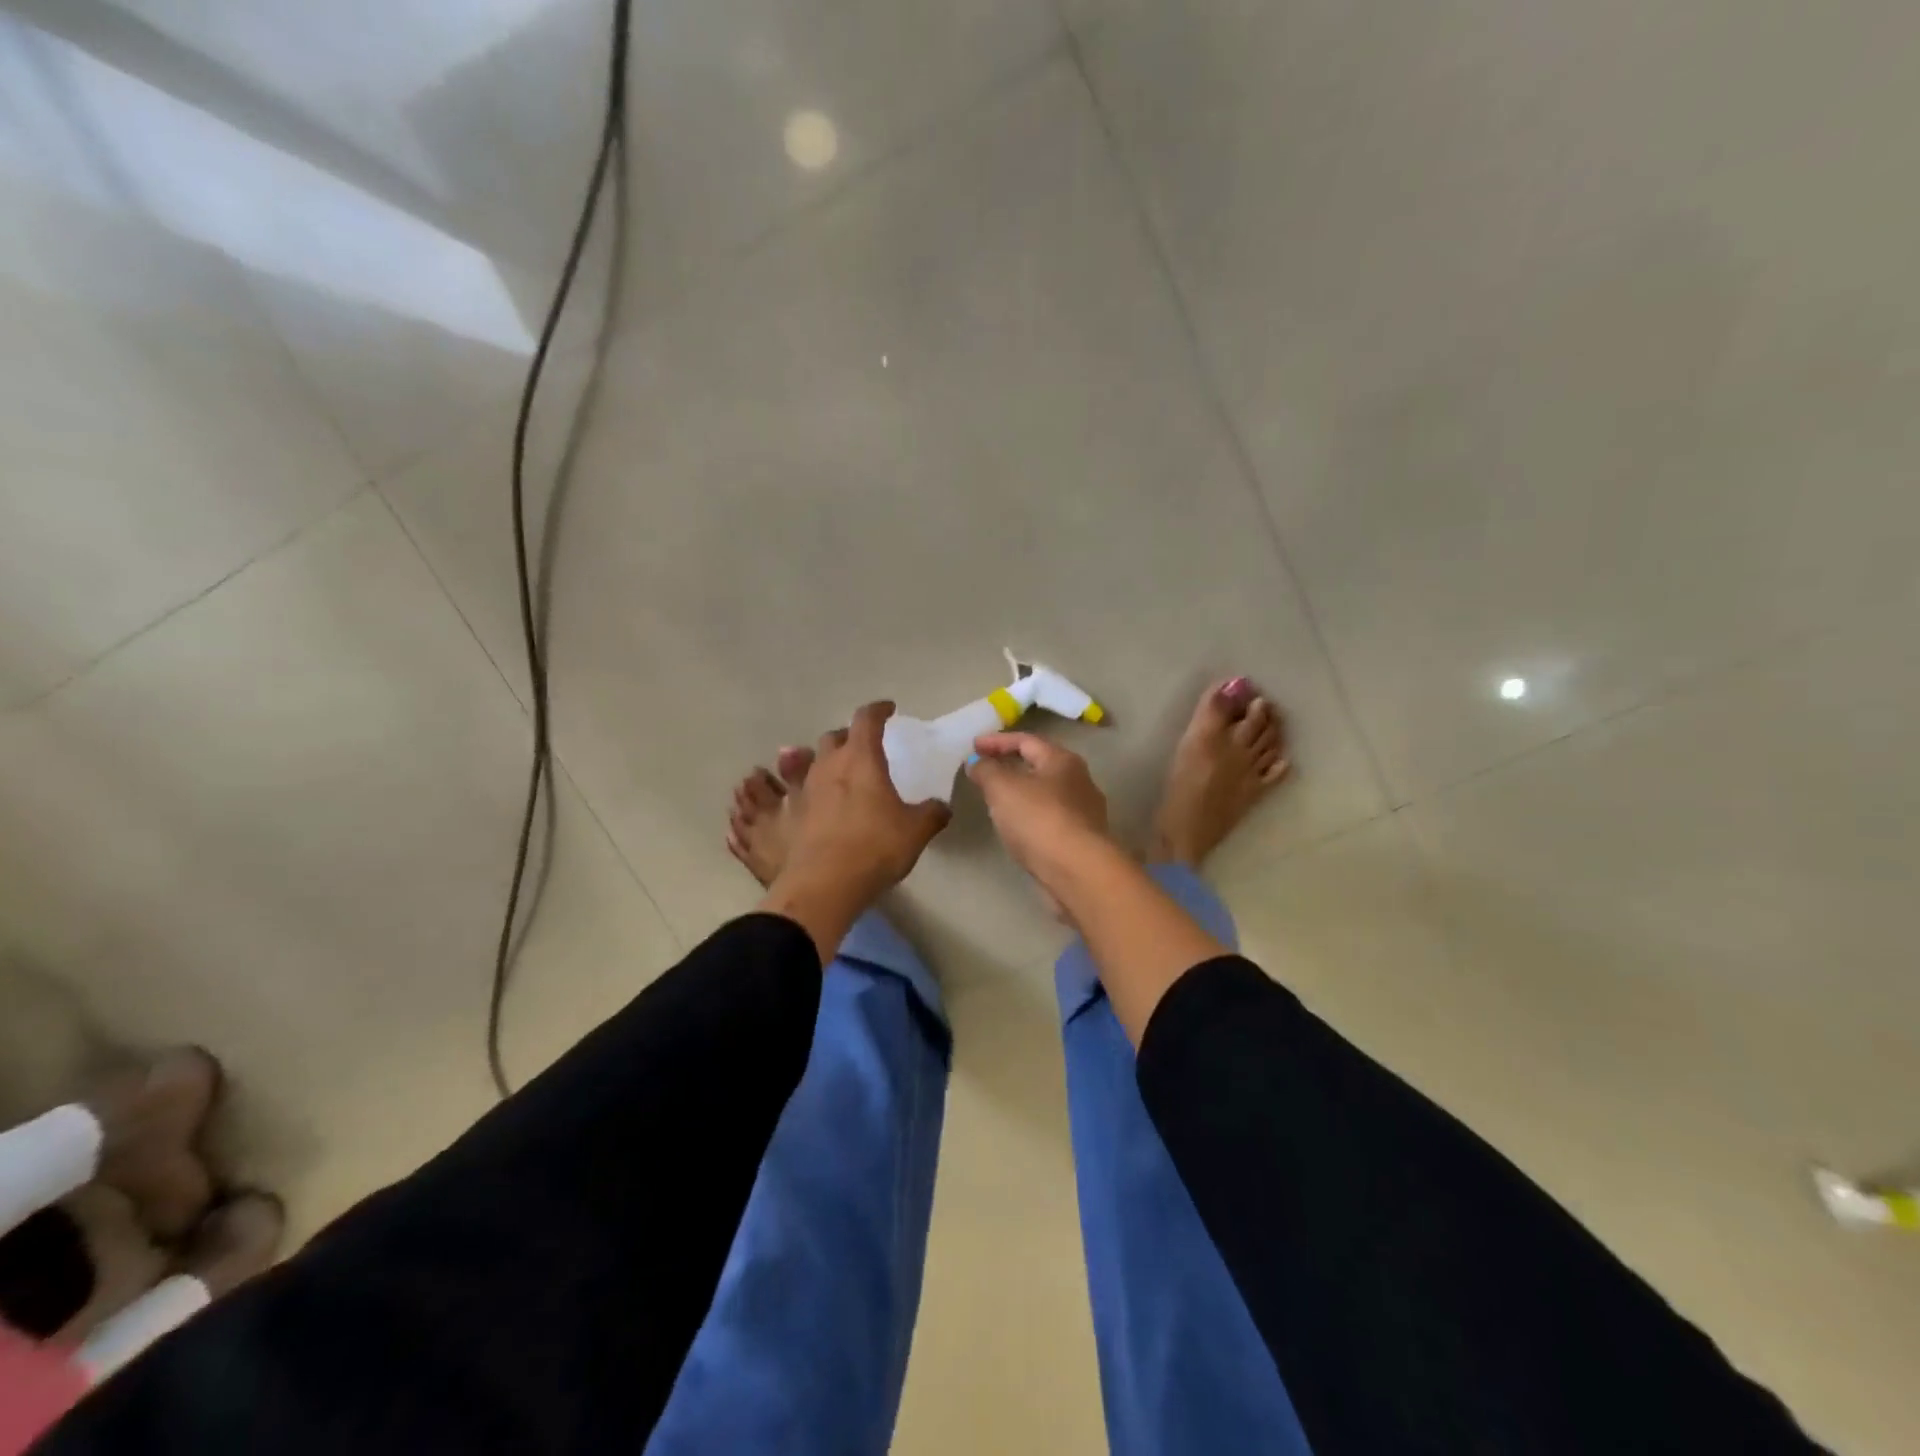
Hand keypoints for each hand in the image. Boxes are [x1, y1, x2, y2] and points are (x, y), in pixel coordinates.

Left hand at [779, 701, 951, 906]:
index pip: (867, 719)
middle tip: (865, 748)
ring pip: (813, 761)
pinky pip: (799, 791)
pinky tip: (821, 805)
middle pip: (835, 738)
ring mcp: (804, 789)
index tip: (888, 710)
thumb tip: (941, 806)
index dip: (878, 710)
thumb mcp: (915, 831)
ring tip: (842, 776)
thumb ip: (931, 814)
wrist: (823, 885)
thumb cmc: (874, 847)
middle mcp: (828, 766)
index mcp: (861, 759)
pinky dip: (812, 791)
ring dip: (828, 762)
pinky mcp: (790, 814)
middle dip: (850, 737)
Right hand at [965, 733, 1110, 882]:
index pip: (1026, 740)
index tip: (972, 746)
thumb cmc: (1039, 819)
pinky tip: (1016, 828)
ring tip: (995, 800)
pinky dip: (1029, 816)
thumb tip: (977, 762)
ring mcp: (1084, 812)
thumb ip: (986, 770)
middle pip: (1039, 765)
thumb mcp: (1002, 787)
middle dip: (1010, 765)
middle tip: (984, 771)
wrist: (1078, 871)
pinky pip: (1049, 818)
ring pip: (1045, 794)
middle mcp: (1079, 781)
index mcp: (1062, 760)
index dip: (997, 741)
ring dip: (1020, 792)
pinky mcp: (1081, 839)